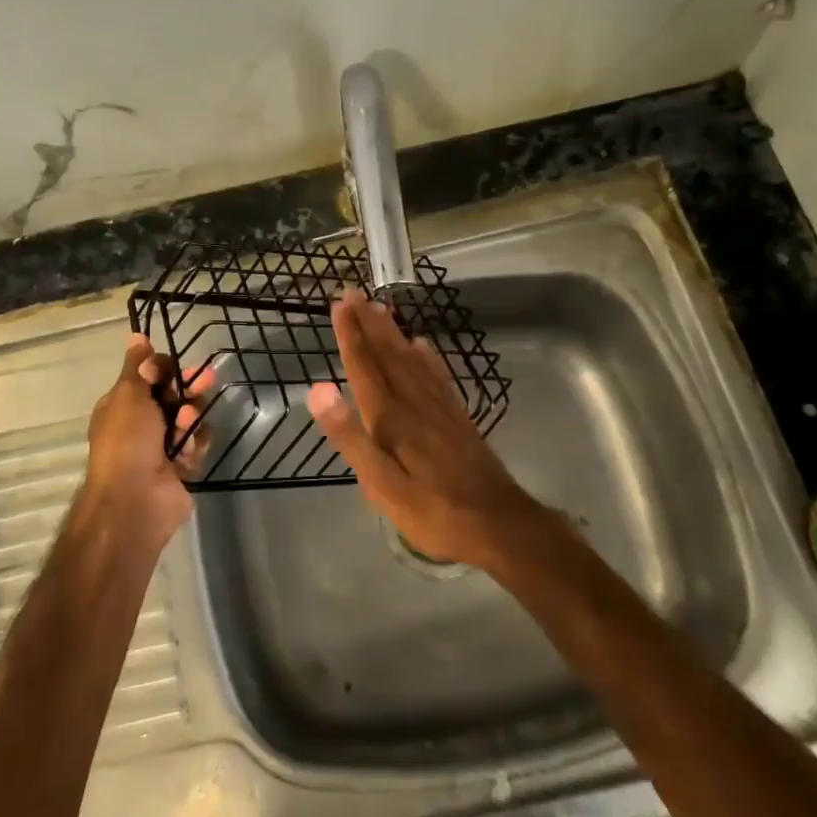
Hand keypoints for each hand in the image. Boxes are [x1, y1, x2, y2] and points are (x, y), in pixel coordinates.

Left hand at [79, 334, 211, 551]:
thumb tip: (135, 336)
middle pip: (175, 394)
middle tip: (205, 379)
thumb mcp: (128, 394)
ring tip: (186, 425)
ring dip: (191, 417)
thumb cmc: (127, 441)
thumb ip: (137, 365)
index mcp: (123, 405)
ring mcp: (163, 446)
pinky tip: (188, 450)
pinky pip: (198, 443)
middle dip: (189, 386)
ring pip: (191, 417)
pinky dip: (195, 443)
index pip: (151, 376)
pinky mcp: (183, 465)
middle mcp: (142, 424)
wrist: (135, 499)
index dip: (165, 369)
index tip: (172, 368)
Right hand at [306, 288, 541, 568]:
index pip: (365, 366)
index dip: (350, 335)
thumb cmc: (432, 510)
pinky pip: (438, 375)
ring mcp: (440, 407)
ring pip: (411, 359)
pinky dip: (426, 356)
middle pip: (388, 354)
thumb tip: (317, 389)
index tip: (339, 304)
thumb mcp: (381, 484)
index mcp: (391, 417)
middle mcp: (414, 402)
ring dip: (393, 332)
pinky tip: (422, 345)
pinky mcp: (458, 417)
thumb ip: (350, 436)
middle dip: (369, 323)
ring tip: (381, 308)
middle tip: (354, 293)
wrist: (498, 523)